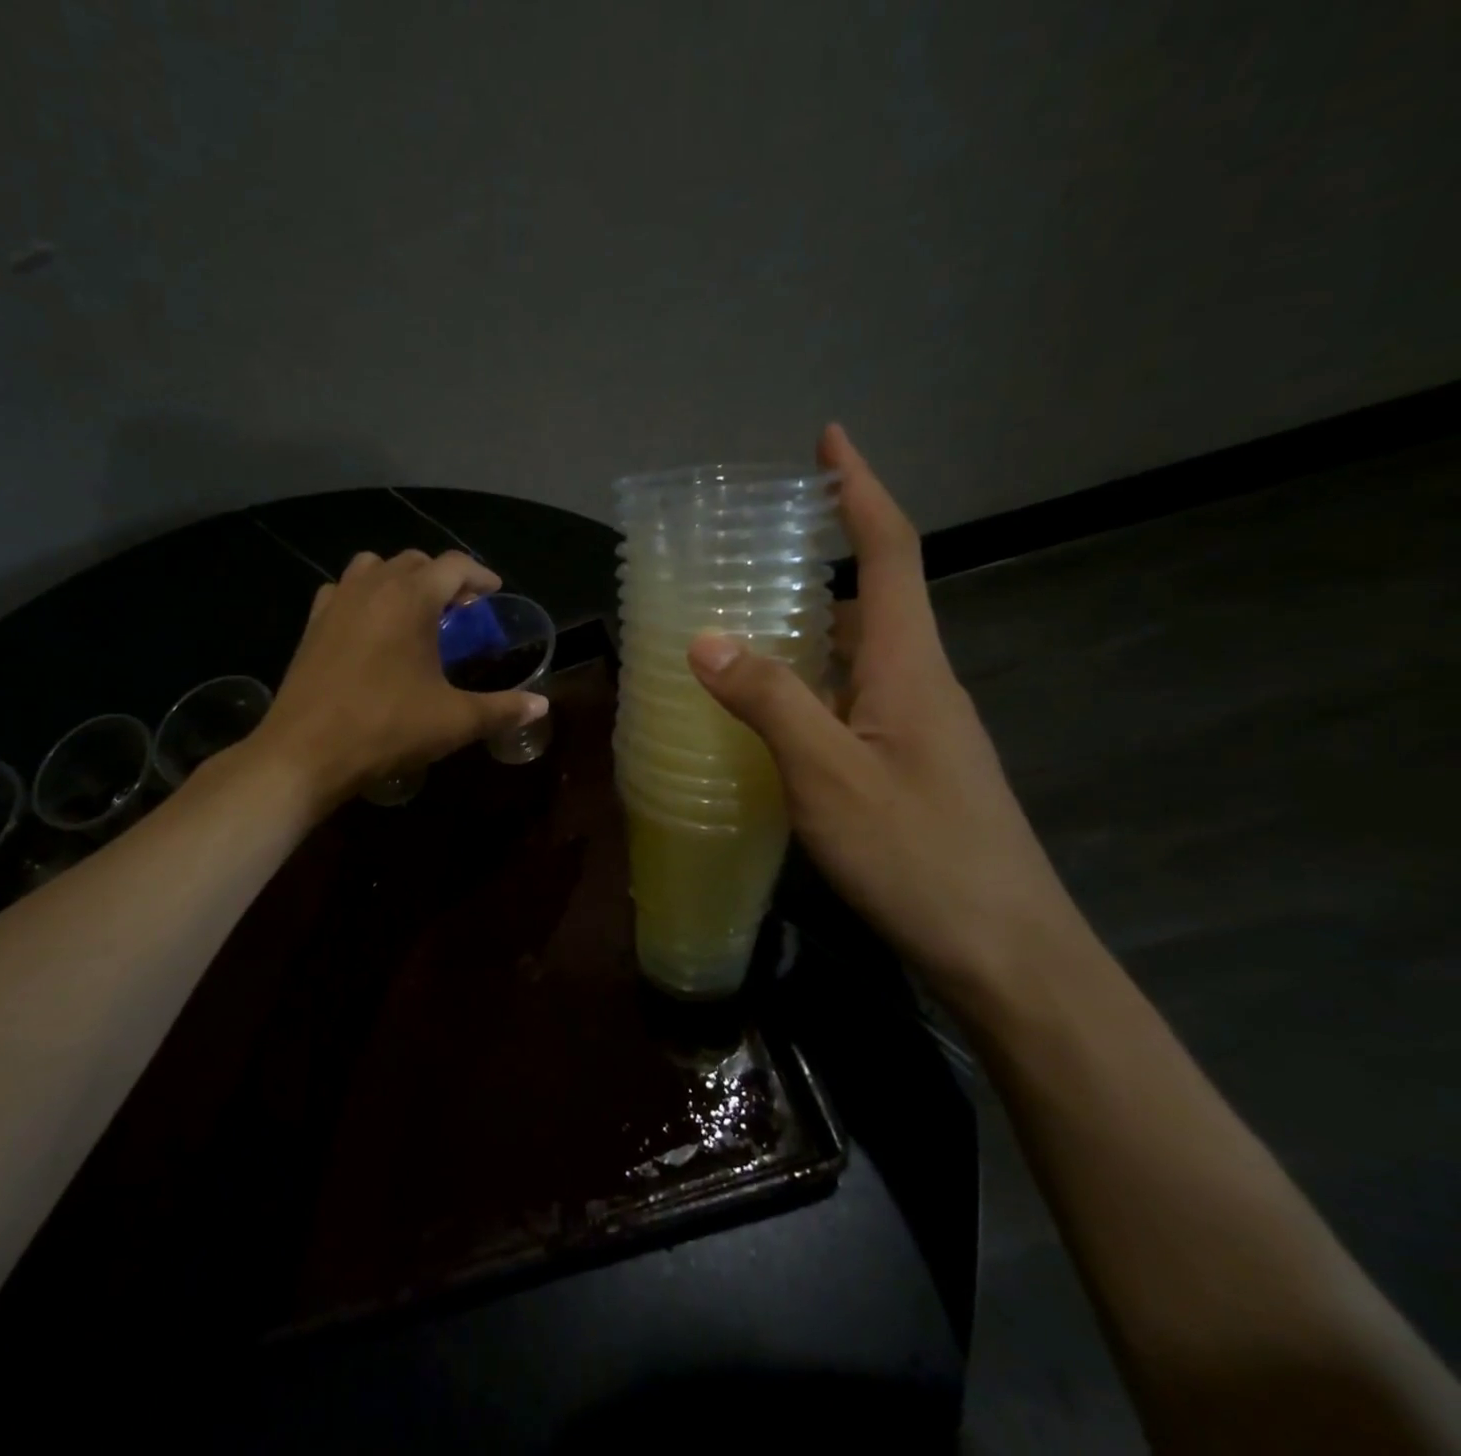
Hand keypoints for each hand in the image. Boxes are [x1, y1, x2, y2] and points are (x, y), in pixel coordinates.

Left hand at [256, 550, 548, 803]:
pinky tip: (371, 628)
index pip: (454, 565)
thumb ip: (502, 709)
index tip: (494, 593)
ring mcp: (337, 602)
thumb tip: (542, 705)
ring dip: (401, 581)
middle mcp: (373, 586)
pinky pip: (343, 590)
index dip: (480, 575)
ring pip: (374, 568)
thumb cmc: (386, 729)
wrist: (305, 752)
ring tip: (416, 613)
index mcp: (411, 598)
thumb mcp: (453, 721)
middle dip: (443, 578)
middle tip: (461, 610)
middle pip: (415, 562)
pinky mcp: (313, 624)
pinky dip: (364, 596)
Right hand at [686, 425, 1090, 1002]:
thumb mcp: (828, 776)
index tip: (829, 439)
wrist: (1005, 951)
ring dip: (810, 624)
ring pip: (859, 653)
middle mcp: (919, 683)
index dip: (860, 490)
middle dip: (825, 554)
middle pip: (874, 596)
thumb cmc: (918, 855)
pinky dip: (811, 682)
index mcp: (908, 666)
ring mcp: (919, 728)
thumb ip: (769, 702)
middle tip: (754, 548)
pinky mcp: (909, 766)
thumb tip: (705, 638)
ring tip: (745, 620)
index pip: (888, 553)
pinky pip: (853, 699)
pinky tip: (772, 710)